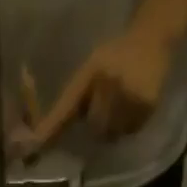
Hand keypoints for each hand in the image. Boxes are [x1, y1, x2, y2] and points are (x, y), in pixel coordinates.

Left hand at [13, 26, 174, 157]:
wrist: (152, 38)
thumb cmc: (115, 57)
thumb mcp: (92, 69)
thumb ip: (74, 101)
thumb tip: (53, 138)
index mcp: (91, 72)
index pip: (67, 107)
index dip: (51, 129)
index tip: (34, 147)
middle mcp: (109, 83)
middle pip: (95, 129)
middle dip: (98, 123)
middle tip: (108, 104)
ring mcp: (129, 95)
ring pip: (112, 134)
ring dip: (114, 127)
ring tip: (122, 104)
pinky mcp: (146, 106)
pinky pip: (129, 131)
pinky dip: (129, 125)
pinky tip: (134, 105)